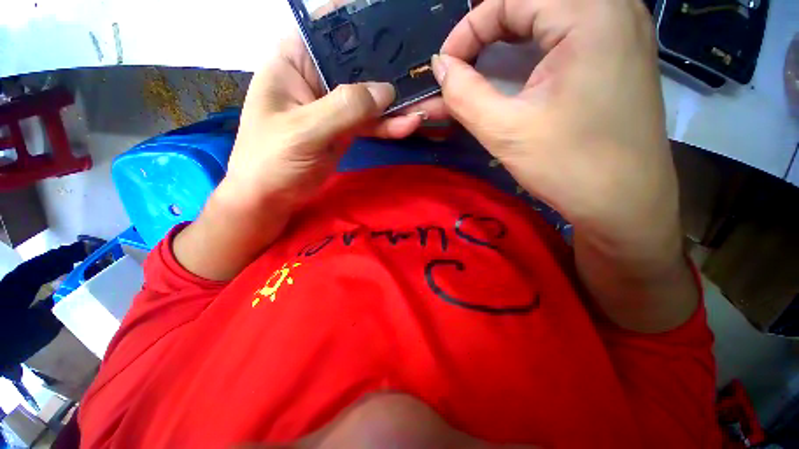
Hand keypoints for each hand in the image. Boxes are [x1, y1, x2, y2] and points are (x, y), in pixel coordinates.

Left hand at [224, 33, 426, 210]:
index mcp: (295, 60)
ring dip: (395, 103)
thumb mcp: (304, 130)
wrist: (272, 197)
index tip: (397, 25)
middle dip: (388, 66)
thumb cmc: (272, 159)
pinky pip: (370, 122)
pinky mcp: (344, 130)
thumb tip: (386, 91)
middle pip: (358, 63)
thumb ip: (344, 107)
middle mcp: (316, 77)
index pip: (330, 29)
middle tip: (422, 67)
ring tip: (422, 104)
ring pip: (369, 97)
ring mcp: (333, 106)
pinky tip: (408, 125)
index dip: (362, 23)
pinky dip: (388, 125)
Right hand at [433, 0, 695, 331]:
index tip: (445, 67)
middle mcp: (613, 6)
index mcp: (590, 12)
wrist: (624, 204)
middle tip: (462, 66)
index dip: (468, 30)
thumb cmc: (568, 166)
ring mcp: (622, 28)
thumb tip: (440, 66)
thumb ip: (463, 94)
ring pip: (549, 14)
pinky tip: (519, 70)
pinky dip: (533, 46)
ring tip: (482, 66)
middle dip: (486, 31)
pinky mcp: (621, 52)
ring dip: (508, 37)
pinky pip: (568, 31)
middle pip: (531, 1)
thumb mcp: (505, 130)